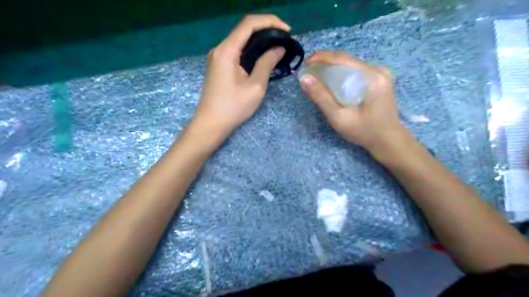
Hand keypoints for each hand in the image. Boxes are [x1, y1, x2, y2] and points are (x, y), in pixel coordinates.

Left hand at [192, 14, 287, 141]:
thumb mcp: (255, 87)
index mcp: (226, 51)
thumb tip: (279, 48)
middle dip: (266, 29)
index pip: (249, 24)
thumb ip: (267, 64)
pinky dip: (251, 50)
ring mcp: (217, 57)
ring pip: (240, 40)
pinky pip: (236, 51)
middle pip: (244, 29)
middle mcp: (219, 49)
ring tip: (277, 46)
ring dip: (259, 40)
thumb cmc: (233, 108)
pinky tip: (262, 56)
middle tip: (285, 38)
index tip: (287, 30)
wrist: (211, 124)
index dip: (270, 22)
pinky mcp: (219, 66)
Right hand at [299, 51, 405, 155]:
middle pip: (347, 59)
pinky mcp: (380, 78)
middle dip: (325, 62)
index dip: (321, 57)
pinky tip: (333, 80)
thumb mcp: (338, 117)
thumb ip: (321, 97)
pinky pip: (356, 70)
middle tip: (309, 70)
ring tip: (317, 75)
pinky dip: (342, 72)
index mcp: (372, 76)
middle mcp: (379, 69)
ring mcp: (381, 73)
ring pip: (351, 63)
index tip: (305, 63)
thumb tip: (304, 79)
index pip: (342, 58)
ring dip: (333, 67)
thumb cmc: (363, 131)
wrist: (388, 139)